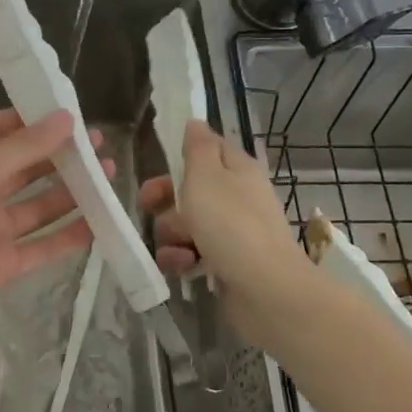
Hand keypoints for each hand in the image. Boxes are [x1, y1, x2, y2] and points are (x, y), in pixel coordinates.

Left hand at [0, 109, 104, 339]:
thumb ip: (27, 146)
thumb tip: (66, 117)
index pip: (3, 131)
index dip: (35, 121)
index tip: (70, 114)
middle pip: (28, 168)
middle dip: (62, 156)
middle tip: (100, 146)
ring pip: (41, 206)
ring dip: (72, 192)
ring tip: (108, 176)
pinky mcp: (5, 262)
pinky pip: (44, 245)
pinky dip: (70, 236)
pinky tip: (100, 222)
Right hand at [139, 120, 316, 348]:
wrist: (264, 288)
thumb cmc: (230, 224)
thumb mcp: (206, 175)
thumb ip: (197, 147)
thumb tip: (196, 122)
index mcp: (237, 170)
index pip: (208, 149)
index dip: (181, 156)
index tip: (157, 165)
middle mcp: (237, 197)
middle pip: (189, 190)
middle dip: (165, 201)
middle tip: (147, 207)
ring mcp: (233, 232)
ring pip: (185, 224)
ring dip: (171, 236)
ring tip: (178, 248)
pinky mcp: (226, 263)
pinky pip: (192, 254)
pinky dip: (183, 259)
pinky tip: (184, 267)